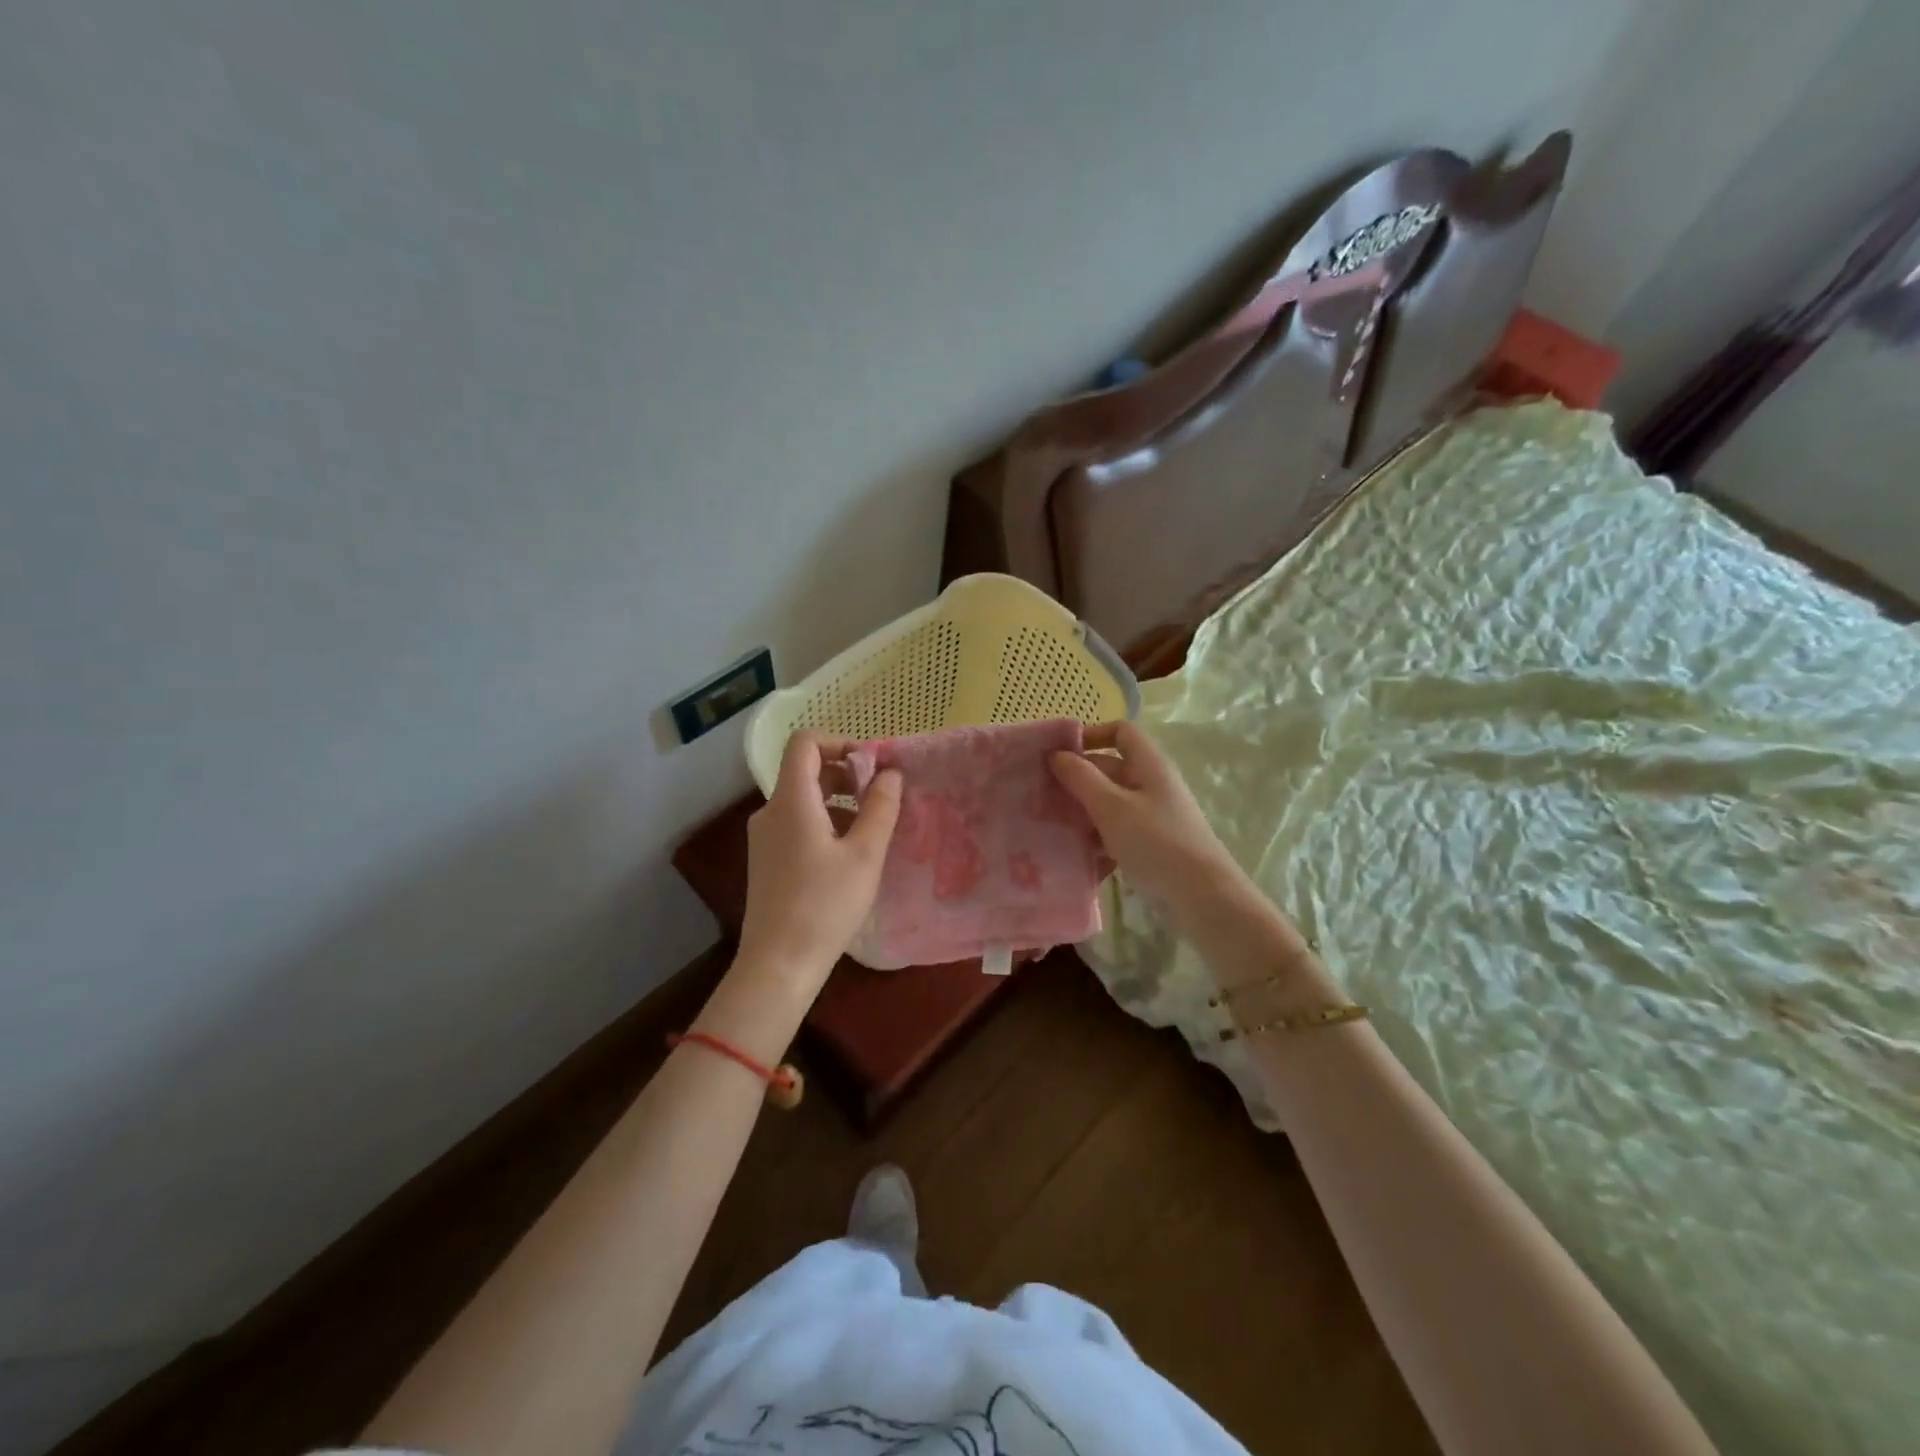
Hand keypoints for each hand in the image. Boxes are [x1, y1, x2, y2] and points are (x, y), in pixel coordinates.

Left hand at [735, 730, 901, 992]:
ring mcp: (765, 837)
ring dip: (839, 801)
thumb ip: (880, 808)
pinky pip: (797, 823)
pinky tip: (849, 855)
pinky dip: (825, 823)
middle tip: (880, 798)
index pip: (805, 743)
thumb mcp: (865, 855)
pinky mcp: (767, 860)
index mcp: (791, 801)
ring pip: (803, 799)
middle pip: (806, 770)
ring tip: (871, 829)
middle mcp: (771, 811)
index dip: (840, 742)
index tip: (872, 766)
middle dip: (846, 774)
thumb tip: (890, 774)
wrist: (778, 964)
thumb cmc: (825, 905)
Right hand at [1049, 721, 1250, 928]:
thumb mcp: (1111, 807)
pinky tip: (1075, 855)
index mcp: (1149, 765)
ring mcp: (1151, 815)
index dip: (1091, 735)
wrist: (1202, 897)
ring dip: (1082, 812)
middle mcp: (1151, 784)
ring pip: (1108, 803)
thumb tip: (1056, 754)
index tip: (1059, 754)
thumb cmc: (1156, 842)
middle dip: (1076, 780)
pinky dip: (1096, 838)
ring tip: (1050, 826)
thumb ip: (1081, 778)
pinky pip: (1115, 831)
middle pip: (1109, 769)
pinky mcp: (1149, 844)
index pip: (1121, 731)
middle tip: (1040, 795)